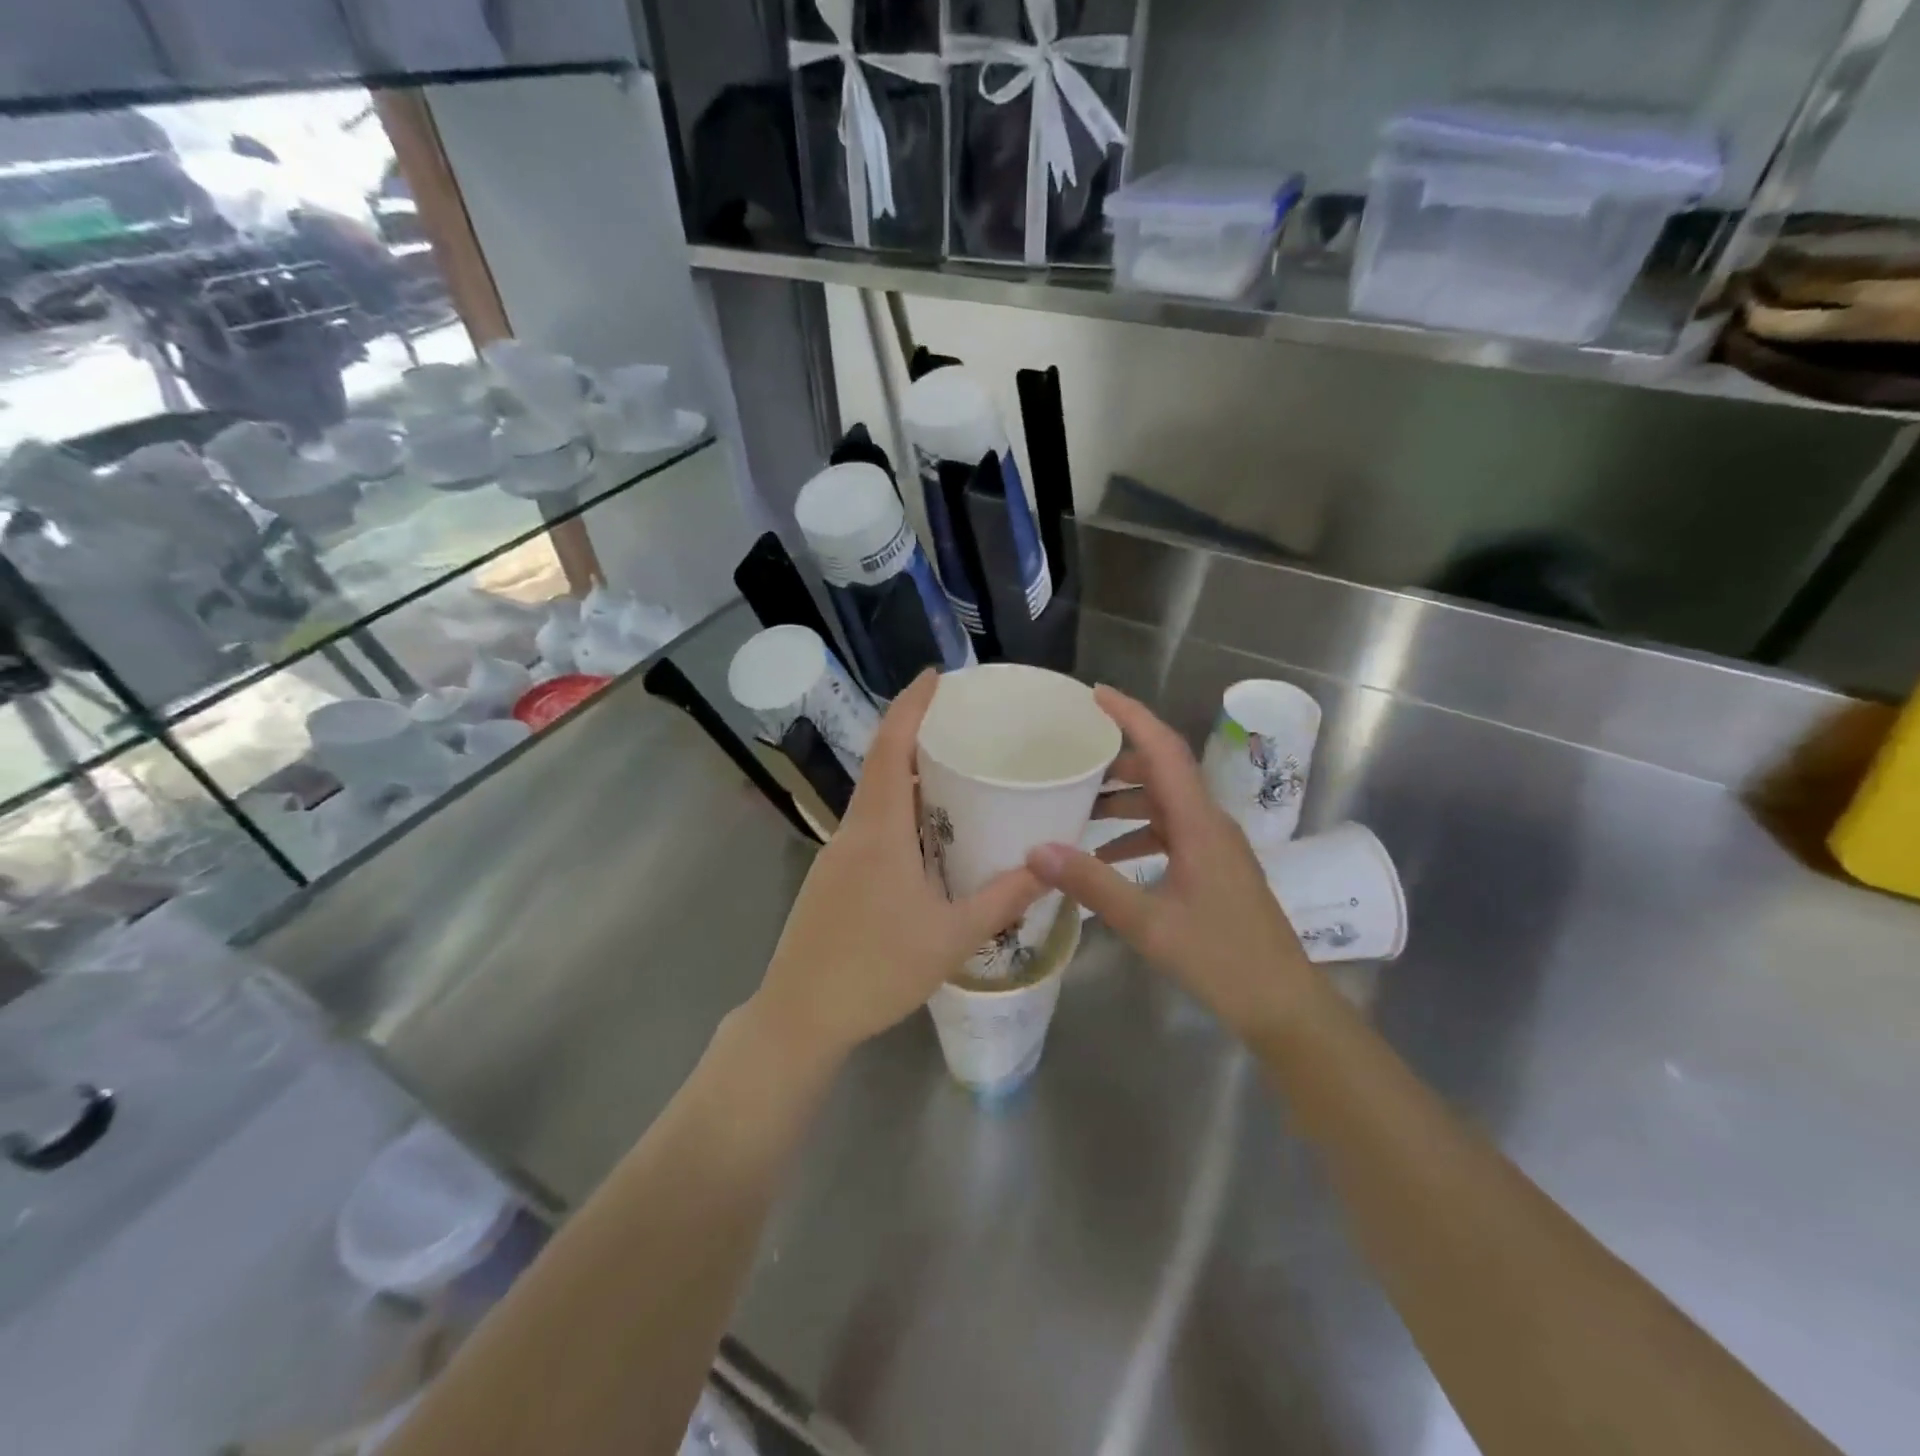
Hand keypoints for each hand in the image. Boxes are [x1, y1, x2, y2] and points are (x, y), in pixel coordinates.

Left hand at [750, 670, 1043, 1064]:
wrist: (799, 1015)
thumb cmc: (875, 971)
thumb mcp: (950, 938)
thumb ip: (1001, 899)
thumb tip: (1048, 866)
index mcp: (878, 832)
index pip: (889, 749)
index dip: (910, 706)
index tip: (935, 675)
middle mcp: (853, 831)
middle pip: (880, 763)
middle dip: (915, 732)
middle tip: (961, 721)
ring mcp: (837, 854)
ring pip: (874, 796)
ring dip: (906, 773)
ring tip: (952, 769)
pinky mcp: (833, 876)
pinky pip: (869, 824)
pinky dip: (898, 808)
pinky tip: (925, 831)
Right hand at [1026, 687, 1315, 1039]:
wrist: (1284, 1004)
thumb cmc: (1222, 959)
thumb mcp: (1149, 923)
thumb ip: (1093, 884)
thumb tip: (1037, 850)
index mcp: (1200, 824)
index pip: (1165, 750)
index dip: (1132, 716)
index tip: (1095, 695)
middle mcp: (1210, 824)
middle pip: (1163, 772)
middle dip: (1118, 762)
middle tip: (1072, 762)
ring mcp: (1215, 847)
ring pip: (1166, 804)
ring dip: (1125, 800)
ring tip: (1080, 809)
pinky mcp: (1214, 868)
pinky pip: (1170, 834)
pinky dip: (1137, 834)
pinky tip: (1107, 858)